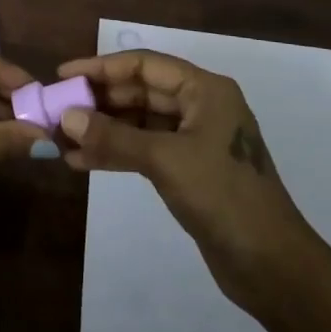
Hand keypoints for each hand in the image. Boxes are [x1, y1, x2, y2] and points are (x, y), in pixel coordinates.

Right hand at [56, 50, 313, 309]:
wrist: (272, 266)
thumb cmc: (224, 197)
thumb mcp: (166, 161)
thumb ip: (114, 137)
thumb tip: (67, 117)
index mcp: (205, 90)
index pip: (144, 65)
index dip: (102, 67)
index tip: (64, 75)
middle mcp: (200, 106)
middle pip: (140, 92)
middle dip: (99, 101)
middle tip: (57, 110)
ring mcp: (195, 139)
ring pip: (140, 123)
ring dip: (103, 129)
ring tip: (62, 139)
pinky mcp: (189, 169)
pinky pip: (145, 149)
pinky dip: (117, 153)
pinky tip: (83, 161)